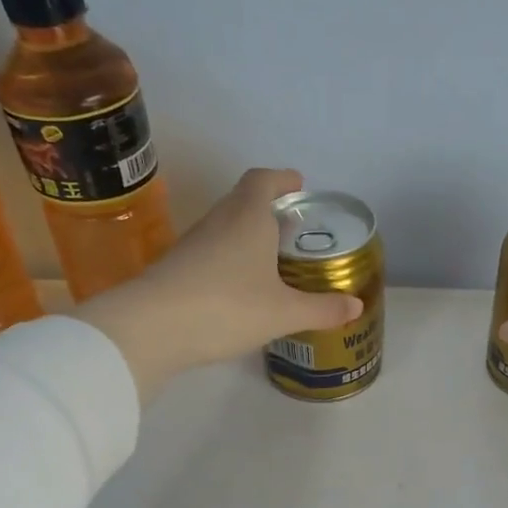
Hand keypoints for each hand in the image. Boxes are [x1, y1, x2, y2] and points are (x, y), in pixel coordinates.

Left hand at [79, 168, 363, 398]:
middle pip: (243, 201)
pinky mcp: (176, 268)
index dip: (282, 179)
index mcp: (249, 218)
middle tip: (290, 225)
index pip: (264, 181)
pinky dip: (230, 258)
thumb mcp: (283, 312)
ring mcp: (193, 244)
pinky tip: (240, 286)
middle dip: (268, 208)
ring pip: (226, 227)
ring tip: (270, 256)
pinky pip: (211, 252)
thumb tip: (356, 306)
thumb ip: (321, 309)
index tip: (297, 183)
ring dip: (248, 234)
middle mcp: (219, 222)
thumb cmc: (227, 307)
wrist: (150, 328)